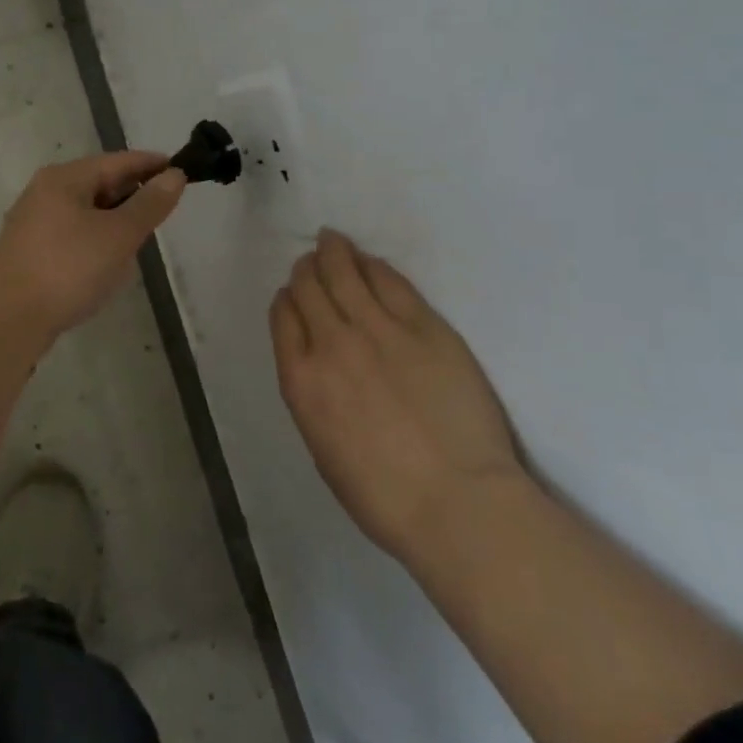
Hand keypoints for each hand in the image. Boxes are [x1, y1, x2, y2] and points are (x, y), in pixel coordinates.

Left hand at [0, 150, 186, 336]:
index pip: (118, 161)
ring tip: (139, 242)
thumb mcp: (119, 235)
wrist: (7, 320)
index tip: (183, 170)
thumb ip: (149, 204)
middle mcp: (45, 193)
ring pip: (87, 213)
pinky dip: (96, 244)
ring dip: (115, 224)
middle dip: (133, 196)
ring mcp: (34, 224)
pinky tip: (107, 267)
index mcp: (65, 178)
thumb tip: (174, 175)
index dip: (151, 165)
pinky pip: (74, 238)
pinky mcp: (30, 253)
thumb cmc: (68, 268)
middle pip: (100, 185)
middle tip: (164, 211)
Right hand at [270, 230, 523, 559]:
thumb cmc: (384, 496)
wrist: (458, 503)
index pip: (284, 317)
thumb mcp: (323, 450)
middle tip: (311, 260)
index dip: (287, 299)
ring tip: (331, 240)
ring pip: (345, 272)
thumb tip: (318, 368)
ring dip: (333, 252)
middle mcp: (332, 343)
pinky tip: (369, 261)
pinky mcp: (424, 325)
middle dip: (306, 270)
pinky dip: (372, 266)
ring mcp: (379, 329)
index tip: (292, 294)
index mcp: (301, 381)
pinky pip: (390, 281)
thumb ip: (314, 398)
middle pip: (310, 287)